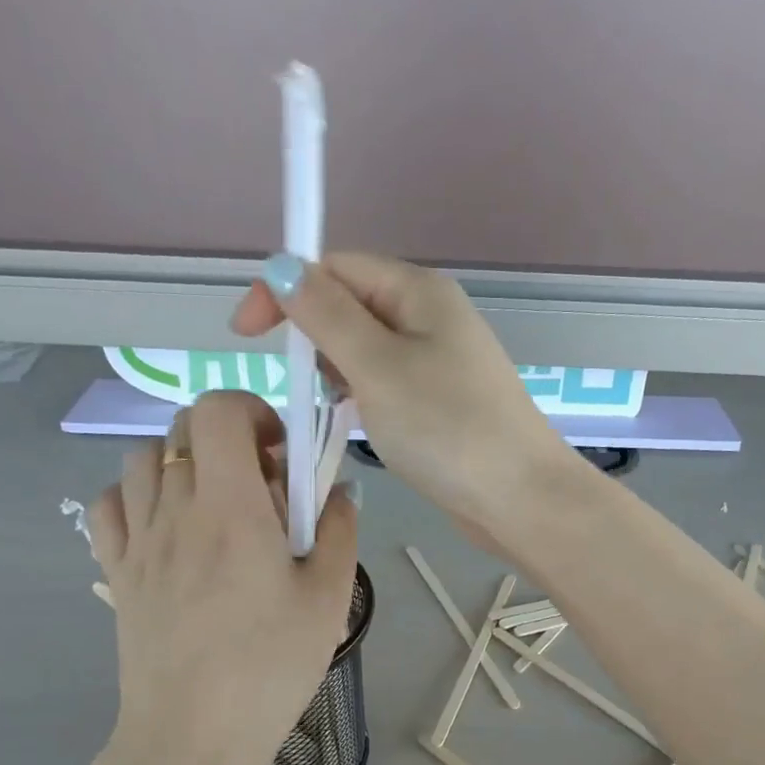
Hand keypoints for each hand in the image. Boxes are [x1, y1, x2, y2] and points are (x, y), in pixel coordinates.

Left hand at [86, 392, 358, 764]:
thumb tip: (337, 492)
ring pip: (144, 458)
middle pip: (184, 429)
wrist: (193, 735)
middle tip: (261, 486)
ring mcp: (137, 540)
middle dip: (228, 437)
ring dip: (184, 461)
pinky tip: (169, 528)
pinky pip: (112, 504)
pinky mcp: (117, 572)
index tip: (281, 453)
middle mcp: (174, 510)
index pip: (219, 412)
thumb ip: (339, 533)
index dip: (253, 411)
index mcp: (230, 508)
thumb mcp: (328, 600)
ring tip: (215, 505)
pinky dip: (140, 495)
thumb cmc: (270, 667)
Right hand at [229, 252, 576, 538]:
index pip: (336, 266)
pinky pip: (388, 383)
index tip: (246, 336)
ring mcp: (442, 361)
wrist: (518, 497)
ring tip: (336, 407)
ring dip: (338, 370)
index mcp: (419, 291)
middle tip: (301, 383)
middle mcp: (432, 316)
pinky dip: (364, 396)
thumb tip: (281, 267)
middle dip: (315, 335)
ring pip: (367, 349)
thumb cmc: (446, 427)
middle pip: (352, 304)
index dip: (286, 289)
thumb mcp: (376, 366)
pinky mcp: (443, 402)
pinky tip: (360, 422)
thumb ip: (326, 315)